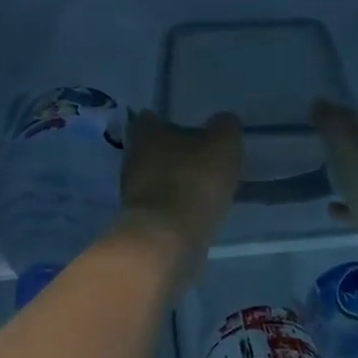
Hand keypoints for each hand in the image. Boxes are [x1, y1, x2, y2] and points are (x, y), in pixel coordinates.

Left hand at [115, 110, 242, 283]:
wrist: (167, 239)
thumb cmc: (193, 180)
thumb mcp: (223, 145)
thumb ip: (225, 128)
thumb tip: (223, 121)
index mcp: (146, 133)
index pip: (150, 118)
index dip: (167, 121)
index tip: (187, 128)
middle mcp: (132, 159)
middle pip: (151, 150)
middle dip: (172, 154)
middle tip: (200, 158)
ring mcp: (133, 193)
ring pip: (155, 179)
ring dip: (174, 182)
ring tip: (203, 187)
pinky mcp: (140, 221)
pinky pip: (161, 206)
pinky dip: (176, 206)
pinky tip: (196, 211)